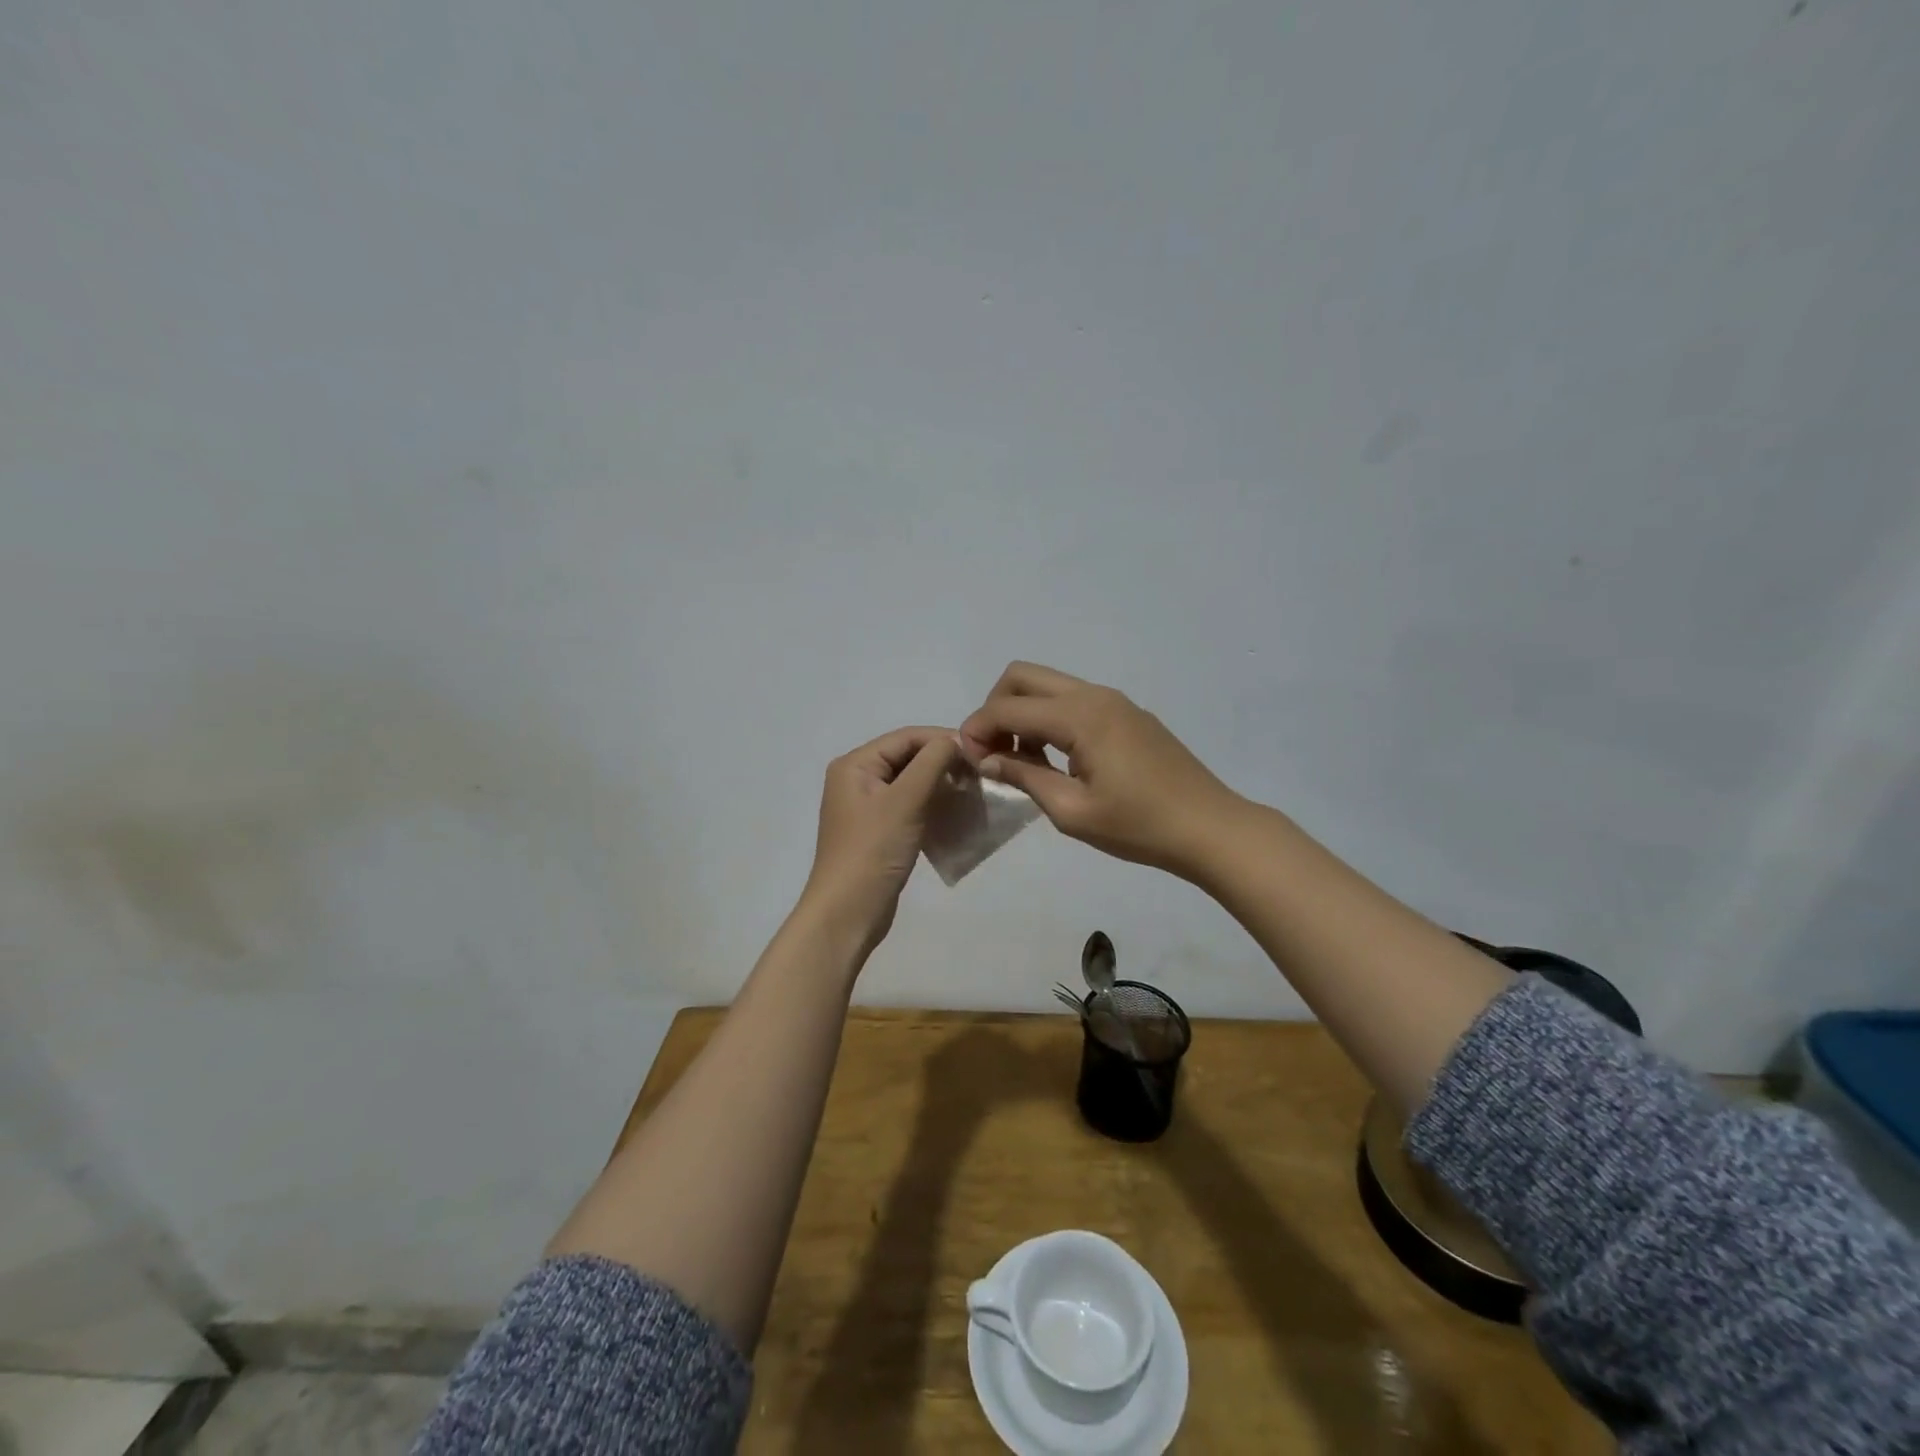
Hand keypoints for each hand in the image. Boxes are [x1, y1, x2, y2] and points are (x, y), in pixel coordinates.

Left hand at [801, 726, 960, 959]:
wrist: (848, 912)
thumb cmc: (873, 850)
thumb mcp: (904, 801)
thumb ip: (931, 763)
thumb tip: (955, 741)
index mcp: (855, 765)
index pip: (906, 737)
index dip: (943, 740)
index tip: (980, 753)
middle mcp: (857, 779)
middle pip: (908, 757)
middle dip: (943, 762)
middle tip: (979, 775)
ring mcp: (867, 806)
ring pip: (911, 782)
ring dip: (941, 784)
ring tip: (972, 792)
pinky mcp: (878, 830)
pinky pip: (910, 806)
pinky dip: (932, 805)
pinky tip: (956, 813)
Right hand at [959, 662, 1240, 876]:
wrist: (1209, 827)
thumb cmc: (1138, 826)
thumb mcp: (1072, 811)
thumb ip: (1024, 776)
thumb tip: (986, 758)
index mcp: (1080, 716)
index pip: (1008, 708)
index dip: (978, 729)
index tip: (968, 760)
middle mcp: (1094, 695)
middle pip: (1023, 677)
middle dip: (996, 708)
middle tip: (994, 752)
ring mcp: (1114, 700)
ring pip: (1048, 685)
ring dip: (1023, 712)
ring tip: (1025, 761)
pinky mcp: (1127, 713)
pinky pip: (1073, 700)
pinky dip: (1050, 718)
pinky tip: (1058, 759)